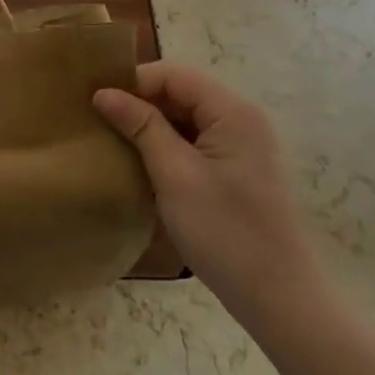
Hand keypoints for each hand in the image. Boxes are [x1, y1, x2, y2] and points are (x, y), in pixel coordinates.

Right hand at [95, 63, 327, 328]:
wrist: (279, 300)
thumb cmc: (225, 232)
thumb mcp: (174, 175)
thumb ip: (140, 126)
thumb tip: (103, 92)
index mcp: (233, 112)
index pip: (173, 74)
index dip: (134, 83)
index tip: (96, 104)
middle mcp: (241, 119)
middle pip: (181, 91)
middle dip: (140, 103)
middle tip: (100, 122)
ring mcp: (242, 145)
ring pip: (185, 117)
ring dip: (150, 126)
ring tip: (114, 141)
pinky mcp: (236, 170)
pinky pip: (194, 141)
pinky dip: (166, 145)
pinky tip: (142, 164)